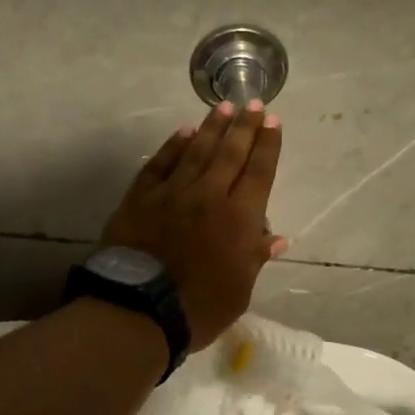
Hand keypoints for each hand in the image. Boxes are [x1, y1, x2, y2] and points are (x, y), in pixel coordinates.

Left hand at [100, 100, 286, 350]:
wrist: (139, 311)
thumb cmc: (199, 308)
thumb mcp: (239, 290)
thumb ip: (255, 257)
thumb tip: (276, 237)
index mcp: (239, 219)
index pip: (259, 172)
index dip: (267, 145)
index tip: (272, 121)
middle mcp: (209, 196)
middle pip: (230, 154)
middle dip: (244, 126)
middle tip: (252, 102)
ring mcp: (172, 193)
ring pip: (196, 151)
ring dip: (212, 127)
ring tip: (223, 107)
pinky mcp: (140, 198)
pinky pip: (160, 165)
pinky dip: (172, 147)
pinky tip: (182, 132)